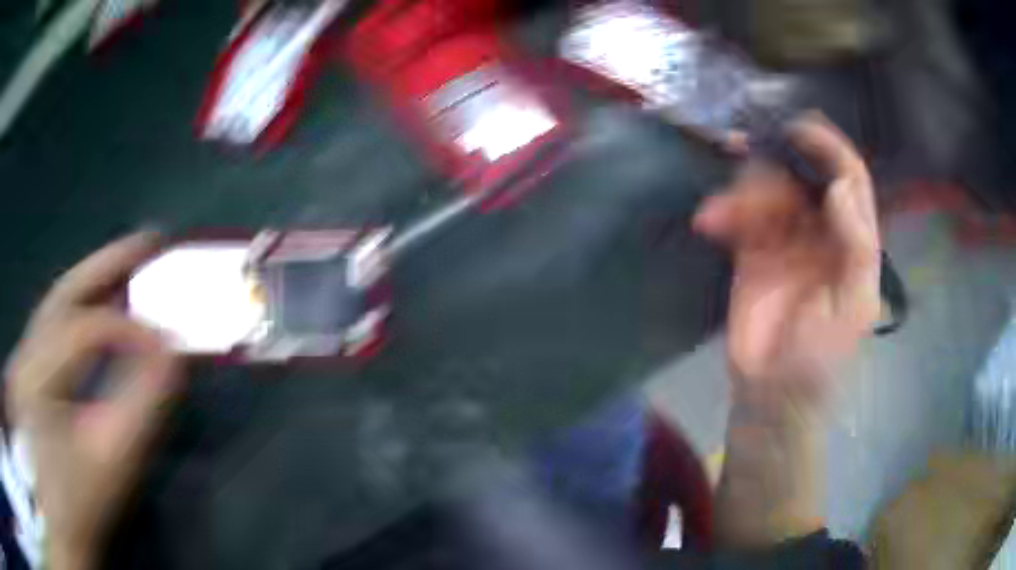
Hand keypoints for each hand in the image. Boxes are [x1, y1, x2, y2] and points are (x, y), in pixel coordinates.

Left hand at [4, 232, 180, 569]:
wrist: (59, 519)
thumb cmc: (81, 501)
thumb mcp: (110, 461)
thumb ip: (140, 405)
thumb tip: (172, 353)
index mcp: (36, 374)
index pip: (84, 329)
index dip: (129, 330)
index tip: (171, 346)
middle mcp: (26, 350)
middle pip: (66, 290)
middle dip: (109, 261)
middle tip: (153, 240)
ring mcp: (26, 353)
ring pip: (60, 299)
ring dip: (97, 276)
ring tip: (133, 259)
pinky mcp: (30, 363)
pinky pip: (59, 321)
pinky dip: (84, 303)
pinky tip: (105, 302)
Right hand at [694, 114, 880, 406]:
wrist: (772, 393)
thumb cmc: (821, 356)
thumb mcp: (854, 306)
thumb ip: (858, 247)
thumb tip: (841, 187)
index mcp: (851, 238)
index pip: (848, 177)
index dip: (829, 147)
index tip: (799, 128)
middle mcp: (822, 228)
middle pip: (802, 176)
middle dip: (776, 162)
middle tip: (743, 151)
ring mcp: (785, 237)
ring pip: (767, 189)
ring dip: (743, 192)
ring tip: (722, 216)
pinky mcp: (752, 249)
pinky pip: (739, 213)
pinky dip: (723, 211)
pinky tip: (710, 222)